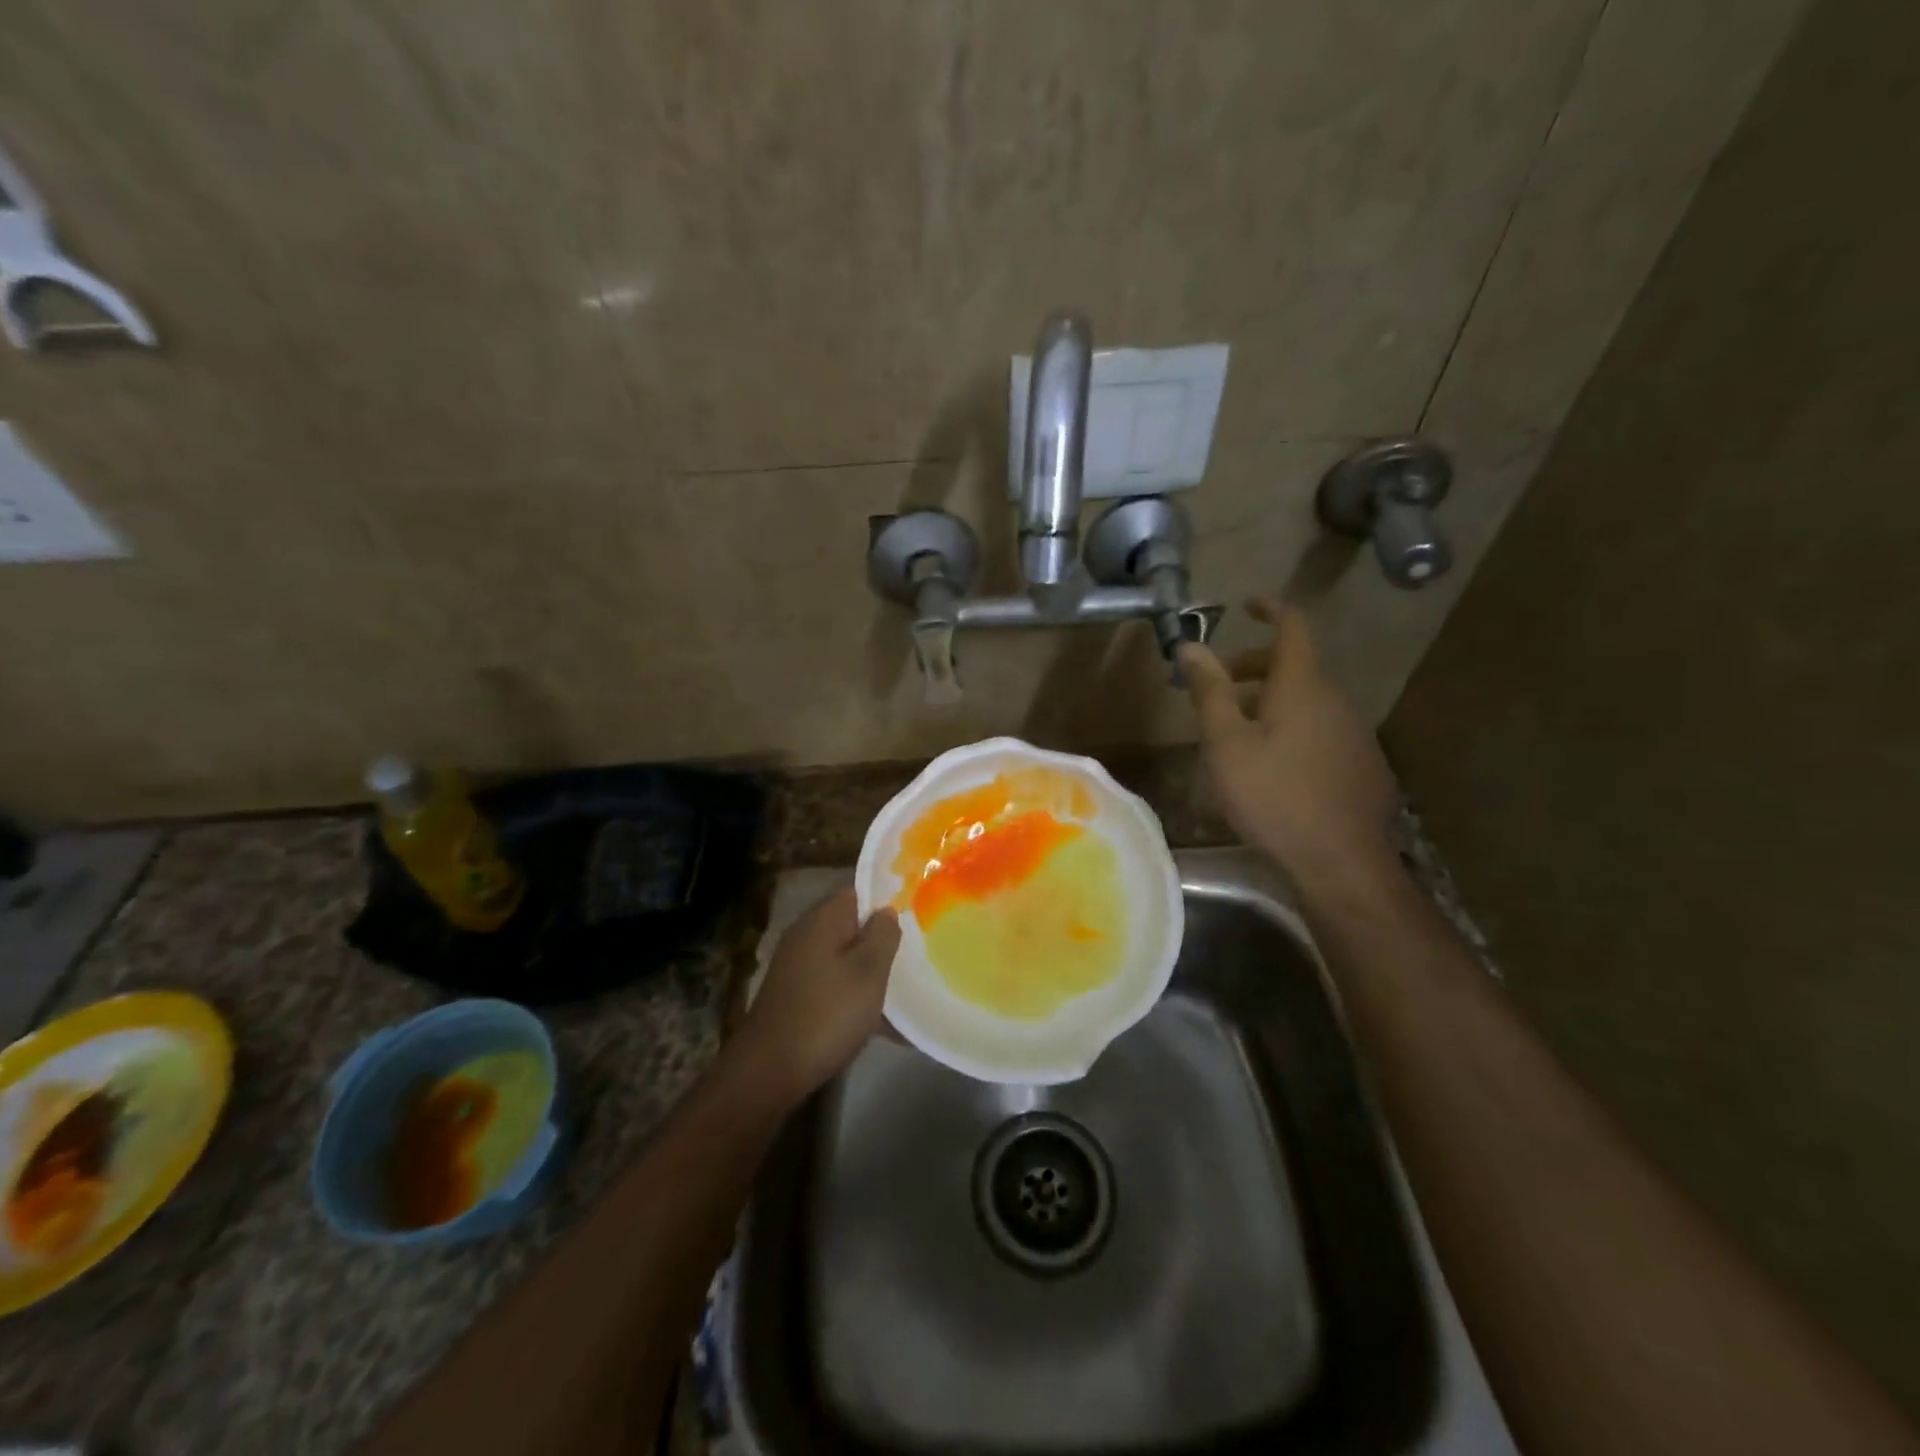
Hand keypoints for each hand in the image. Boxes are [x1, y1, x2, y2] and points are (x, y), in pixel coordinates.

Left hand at [736, 887, 900, 1101]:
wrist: (769, 1071)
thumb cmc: (826, 1014)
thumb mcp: (868, 972)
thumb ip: (883, 936)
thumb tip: (886, 911)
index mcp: (823, 920)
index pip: (858, 892)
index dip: (887, 899)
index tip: (917, 913)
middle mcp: (807, 937)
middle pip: (853, 927)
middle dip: (883, 941)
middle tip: (918, 954)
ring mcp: (799, 968)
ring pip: (847, 960)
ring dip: (873, 974)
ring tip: (909, 992)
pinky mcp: (798, 997)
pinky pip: (837, 987)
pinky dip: (858, 1000)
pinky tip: (887, 1027)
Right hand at [1177, 598, 1399, 891]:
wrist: (1341, 861)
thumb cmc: (1274, 795)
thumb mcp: (1227, 743)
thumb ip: (1210, 691)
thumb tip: (1191, 646)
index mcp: (1303, 686)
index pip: (1294, 627)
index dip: (1271, 609)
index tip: (1247, 604)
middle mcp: (1336, 700)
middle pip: (1297, 664)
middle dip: (1256, 664)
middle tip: (1218, 683)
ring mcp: (1354, 732)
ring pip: (1308, 698)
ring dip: (1271, 698)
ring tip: (1236, 727)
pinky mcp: (1361, 763)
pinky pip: (1321, 726)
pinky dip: (1292, 723)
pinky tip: (1272, 761)